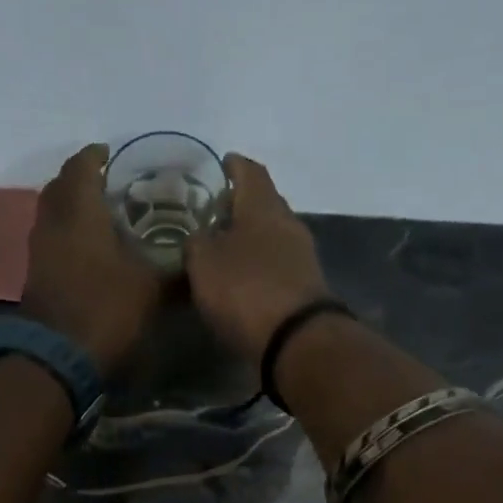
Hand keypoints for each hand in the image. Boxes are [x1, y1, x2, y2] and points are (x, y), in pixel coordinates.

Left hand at [20, 144, 166, 374]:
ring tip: (104, 217)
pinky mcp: (37, 277)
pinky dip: (68, 236)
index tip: (114, 155)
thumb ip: (177, 271)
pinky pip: (52, 242)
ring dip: (73, 210)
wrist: (58, 358)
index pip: (82, 167)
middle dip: (82, 180)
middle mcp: (52, 223)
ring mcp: (40, 252)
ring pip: (53, 215)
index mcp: (79, 212)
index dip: (97, 157)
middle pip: (60, 187)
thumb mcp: (153, 290)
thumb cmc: (107, 310)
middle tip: (110, 186)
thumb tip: (202, 261)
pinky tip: (92, 251)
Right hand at [184, 153, 332, 365]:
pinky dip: (259, 264)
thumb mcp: (204, 262)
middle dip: (241, 205)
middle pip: (264, 204)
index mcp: (263, 206)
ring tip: (223, 248)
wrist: (296, 339)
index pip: (250, 172)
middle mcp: (288, 223)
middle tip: (215, 212)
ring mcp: (302, 256)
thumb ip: (197, 242)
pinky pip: (277, 264)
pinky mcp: (305, 287)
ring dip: (250, 238)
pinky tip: (242, 277)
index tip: (221, 163)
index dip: (234, 165)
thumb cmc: (245, 289)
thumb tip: (200, 237)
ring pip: (271, 236)